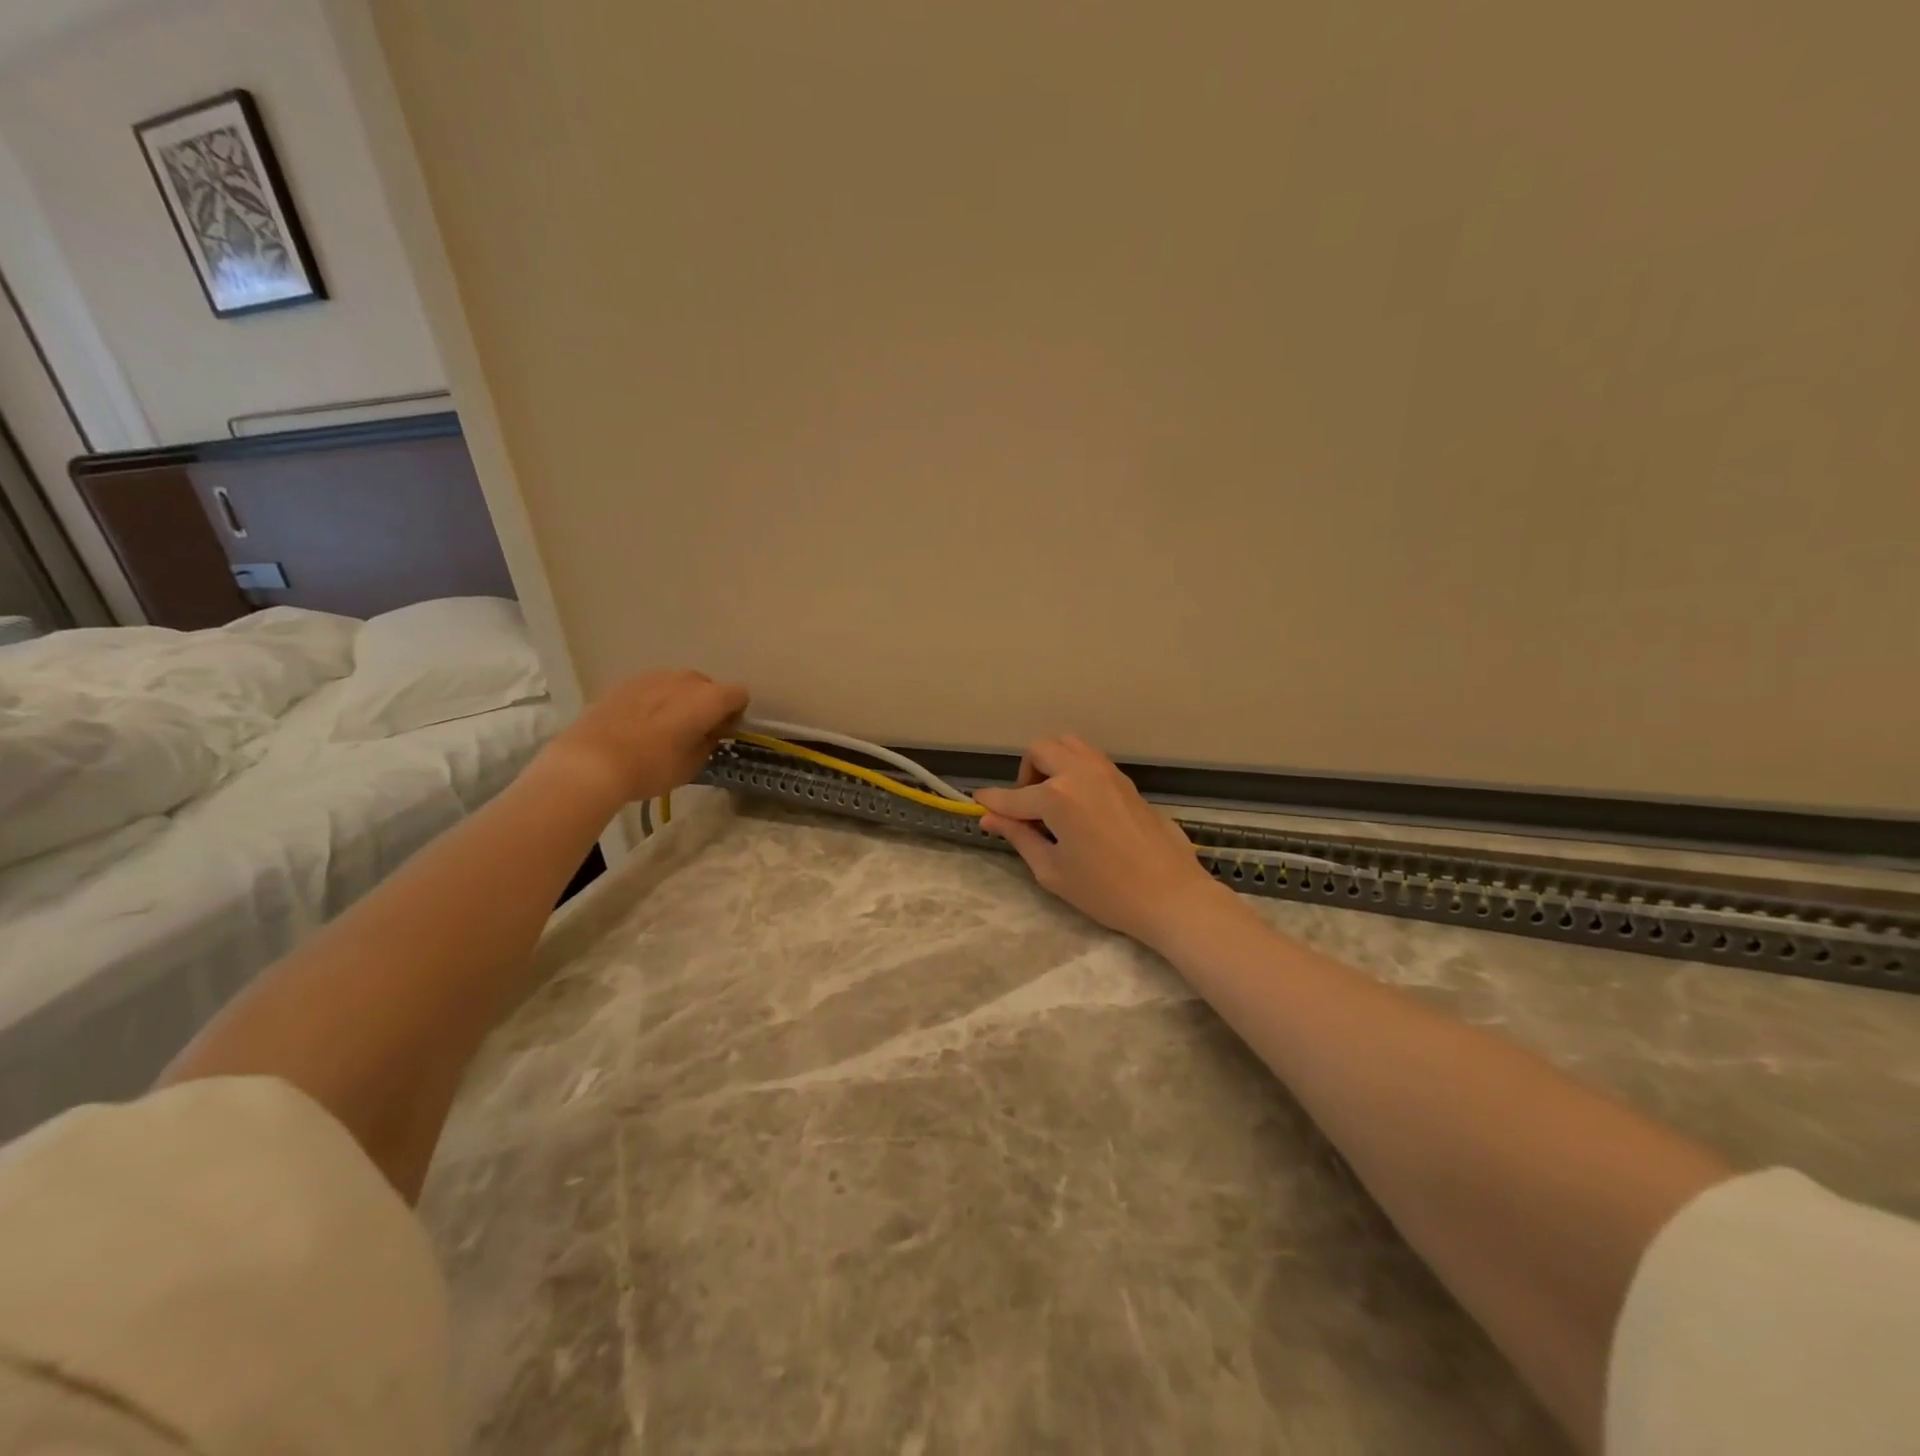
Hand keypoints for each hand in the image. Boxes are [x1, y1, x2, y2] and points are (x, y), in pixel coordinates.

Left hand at [544, 670, 748, 803]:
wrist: (591, 762)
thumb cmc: (651, 767)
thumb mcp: (692, 765)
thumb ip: (708, 743)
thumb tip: (709, 732)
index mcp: (709, 698)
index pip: (739, 695)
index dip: (735, 714)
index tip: (723, 733)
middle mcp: (685, 679)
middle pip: (708, 686)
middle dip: (708, 705)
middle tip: (696, 732)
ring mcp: (653, 676)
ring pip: (679, 684)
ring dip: (680, 701)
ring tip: (665, 728)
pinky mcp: (626, 682)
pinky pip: (653, 688)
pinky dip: (655, 701)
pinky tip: (641, 725)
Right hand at [973, 735, 1235, 946]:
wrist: (1171, 895)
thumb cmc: (1106, 891)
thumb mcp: (1052, 870)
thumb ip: (1019, 837)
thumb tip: (990, 819)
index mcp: (1057, 797)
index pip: (1014, 796)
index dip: (992, 802)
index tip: (978, 803)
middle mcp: (1080, 772)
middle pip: (1041, 750)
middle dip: (1025, 773)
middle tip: (1027, 806)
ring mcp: (1107, 772)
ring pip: (1068, 744)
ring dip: (1051, 762)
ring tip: (1052, 800)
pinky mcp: (1125, 780)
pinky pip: (1090, 758)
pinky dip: (1073, 767)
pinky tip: (1077, 802)